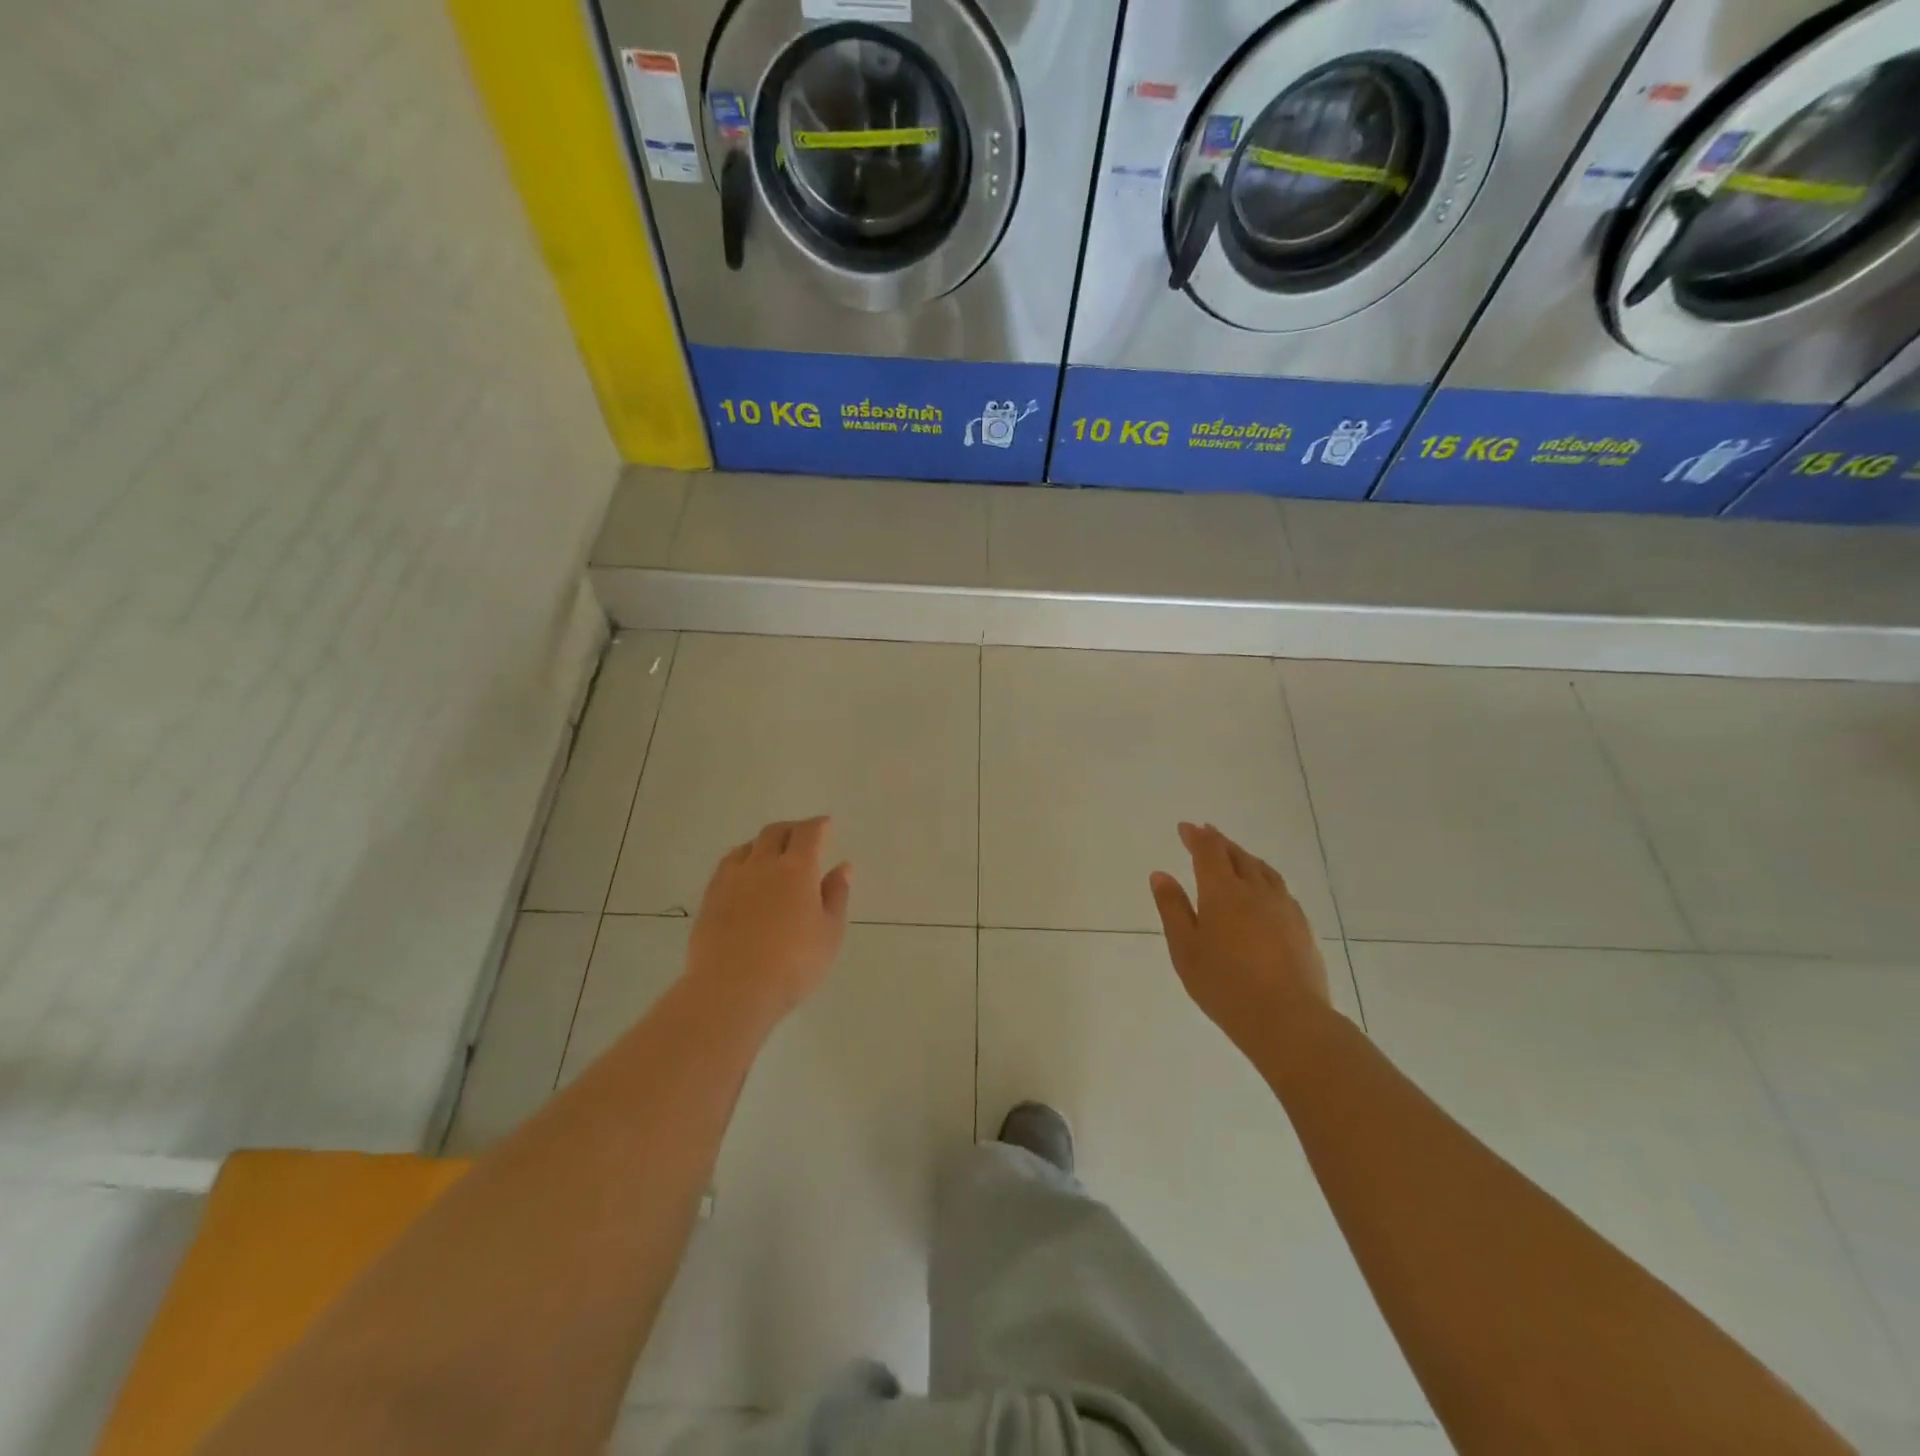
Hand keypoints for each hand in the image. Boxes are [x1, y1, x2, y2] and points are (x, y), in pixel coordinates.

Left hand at [685, 817, 851, 1024]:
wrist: (732, 989)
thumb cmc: (793, 963)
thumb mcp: (830, 932)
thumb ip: (836, 895)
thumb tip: (843, 867)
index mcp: (797, 869)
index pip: (808, 833)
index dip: (818, 825)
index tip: (825, 824)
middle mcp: (763, 864)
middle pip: (775, 832)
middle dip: (791, 829)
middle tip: (801, 835)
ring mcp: (732, 879)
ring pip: (747, 846)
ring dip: (763, 843)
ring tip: (771, 853)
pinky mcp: (710, 897)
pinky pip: (727, 865)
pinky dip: (741, 860)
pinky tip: (744, 875)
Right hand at [1150, 822, 1329, 1049]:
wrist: (1288, 1019)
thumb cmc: (1224, 985)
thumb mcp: (1185, 949)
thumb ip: (1173, 909)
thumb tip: (1161, 874)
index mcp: (1223, 892)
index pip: (1209, 851)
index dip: (1196, 836)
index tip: (1186, 827)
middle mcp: (1255, 891)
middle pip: (1237, 856)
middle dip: (1219, 842)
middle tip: (1206, 833)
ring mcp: (1283, 907)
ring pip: (1263, 870)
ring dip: (1245, 857)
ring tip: (1236, 855)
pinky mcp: (1302, 927)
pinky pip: (1280, 889)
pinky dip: (1265, 878)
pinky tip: (1264, 891)